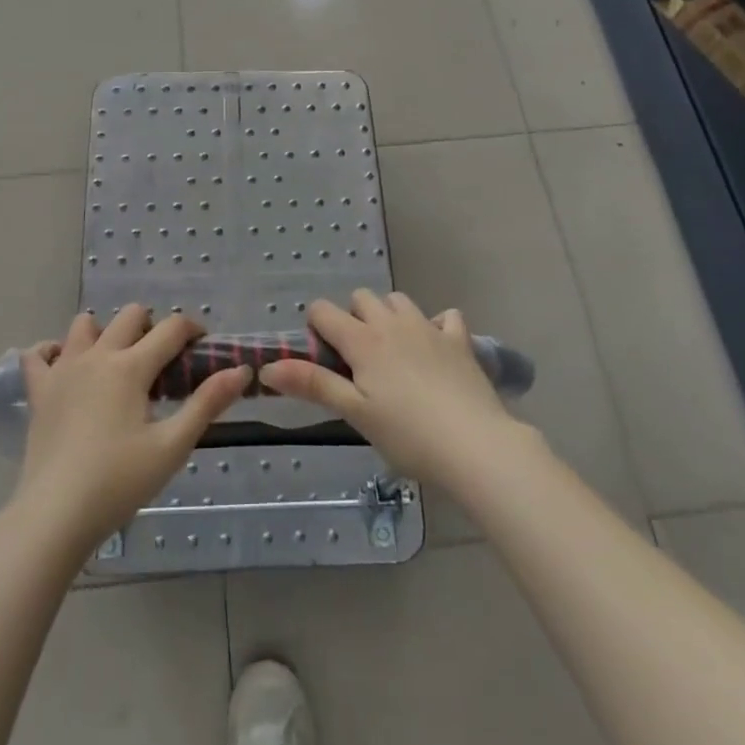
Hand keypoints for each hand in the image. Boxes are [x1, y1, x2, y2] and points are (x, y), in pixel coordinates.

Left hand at [14, 305, 250, 550]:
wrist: (55, 515)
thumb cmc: (119, 482)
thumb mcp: (172, 445)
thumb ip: (207, 403)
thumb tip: (241, 370)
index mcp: (131, 367)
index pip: (171, 328)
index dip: (192, 330)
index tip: (202, 347)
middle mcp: (97, 356)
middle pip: (130, 315)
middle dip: (152, 327)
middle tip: (161, 363)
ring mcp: (63, 370)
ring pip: (84, 325)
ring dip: (104, 332)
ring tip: (116, 363)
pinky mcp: (39, 391)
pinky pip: (37, 354)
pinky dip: (52, 352)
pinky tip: (65, 368)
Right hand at [259, 289, 527, 488]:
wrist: (476, 445)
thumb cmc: (408, 434)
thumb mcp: (355, 413)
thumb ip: (313, 384)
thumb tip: (267, 366)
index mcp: (362, 340)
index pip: (323, 311)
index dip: (316, 328)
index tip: (325, 360)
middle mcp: (392, 322)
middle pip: (362, 298)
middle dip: (353, 318)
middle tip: (359, 361)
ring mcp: (429, 327)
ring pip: (399, 300)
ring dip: (389, 316)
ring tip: (394, 353)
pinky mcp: (459, 340)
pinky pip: (444, 316)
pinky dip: (435, 325)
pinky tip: (435, 350)